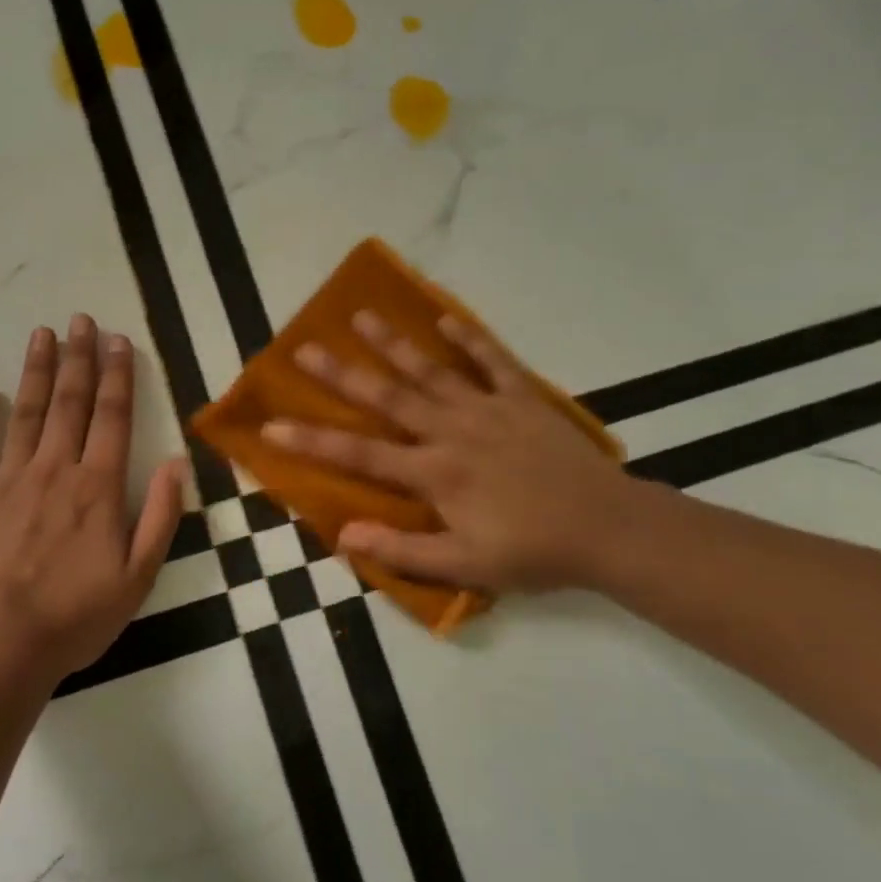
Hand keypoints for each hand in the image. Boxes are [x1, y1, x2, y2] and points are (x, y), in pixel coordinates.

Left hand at [0, 314, 184, 681]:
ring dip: (35, 371)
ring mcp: (8, 481)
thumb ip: (159, 515)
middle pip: (69, 403)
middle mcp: (54, 470)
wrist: (1, 646)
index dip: (118, 376)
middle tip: (80, 319)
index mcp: (97, 487)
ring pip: (24, 414)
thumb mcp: (139, 575)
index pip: (113, 418)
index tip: (118, 340)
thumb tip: (177, 462)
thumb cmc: (78, 615)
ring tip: (42, 334)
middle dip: (78, 358)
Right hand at [264, 310, 640, 592]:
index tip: (271, 426)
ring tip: (360, 315)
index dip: (311, 442)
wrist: (609, 528)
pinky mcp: (523, 399)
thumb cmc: (533, 552)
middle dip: (341, 375)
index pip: (359, 455)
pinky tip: (445, 318)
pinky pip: (493, 361)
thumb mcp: (465, 566)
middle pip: (387, 398)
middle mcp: (452, 432)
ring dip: (394, 343)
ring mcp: (488, 409)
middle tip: (304, 348)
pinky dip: (469, 339)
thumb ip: (403, 549)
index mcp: (434, 474)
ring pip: (431, 371)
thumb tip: (344, 535)